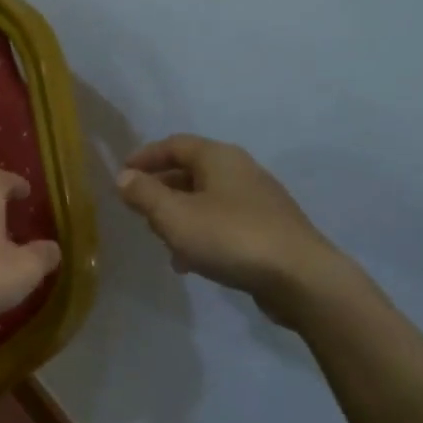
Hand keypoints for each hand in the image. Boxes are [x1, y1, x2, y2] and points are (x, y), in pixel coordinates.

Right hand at [115, 136, 347, 322]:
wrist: (300, 278)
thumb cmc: (230, 237)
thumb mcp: (174, 216)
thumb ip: (144, 194)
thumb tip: (124, 177)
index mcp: (219, 158)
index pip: (175, 144)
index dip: (145, 156)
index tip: (122, 173)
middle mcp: (241, 171)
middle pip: (191, 170)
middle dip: (161, 188)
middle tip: (138, 208)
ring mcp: (259, 200)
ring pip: (206, 199)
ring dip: (179, 214)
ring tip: (161, 239)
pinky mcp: (269, 229)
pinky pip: (223, 222)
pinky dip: (201, 233)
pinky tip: (191, 262)